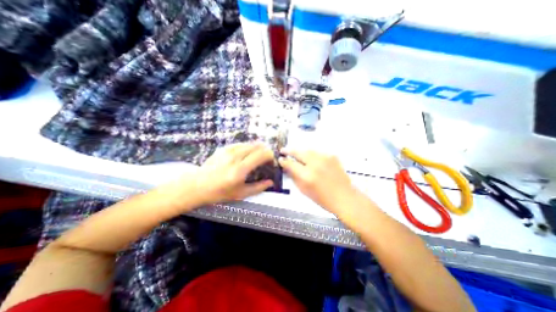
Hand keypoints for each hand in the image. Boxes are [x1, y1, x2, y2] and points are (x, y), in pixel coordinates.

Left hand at [189, 143, 274, 204]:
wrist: (197, 185)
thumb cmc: (220, 192)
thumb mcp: (240, 194)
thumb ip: (258, 187)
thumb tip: (271, 182)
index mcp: (240, 169)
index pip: (261, 154)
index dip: (270, 156)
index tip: (271, 162)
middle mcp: (236, 156)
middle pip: (257, 146)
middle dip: (265, 151)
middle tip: (266, 160)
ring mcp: (229, 150)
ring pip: (250, 143)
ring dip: (257, 149)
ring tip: (257, 157)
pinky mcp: (224, 148)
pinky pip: (241, 144)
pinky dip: (248, 148)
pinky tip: (246, 155)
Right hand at [281, 149, 357, 213]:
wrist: (344, 197)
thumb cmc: (322, 198)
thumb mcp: (304, 190)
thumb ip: (294, 176)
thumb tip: (286, 167)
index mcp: (307, 175)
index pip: (291, 164)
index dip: (284, 161)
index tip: (280, 159)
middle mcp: (315, 164)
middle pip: (299, 152)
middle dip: (290, 150)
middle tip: (283, 150)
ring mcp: (325, 158)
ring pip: (308, 150)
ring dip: (301, 152)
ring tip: (296, 154)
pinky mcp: (332, 156)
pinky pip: (318, 152)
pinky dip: (312, 155)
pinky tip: (311, 159)